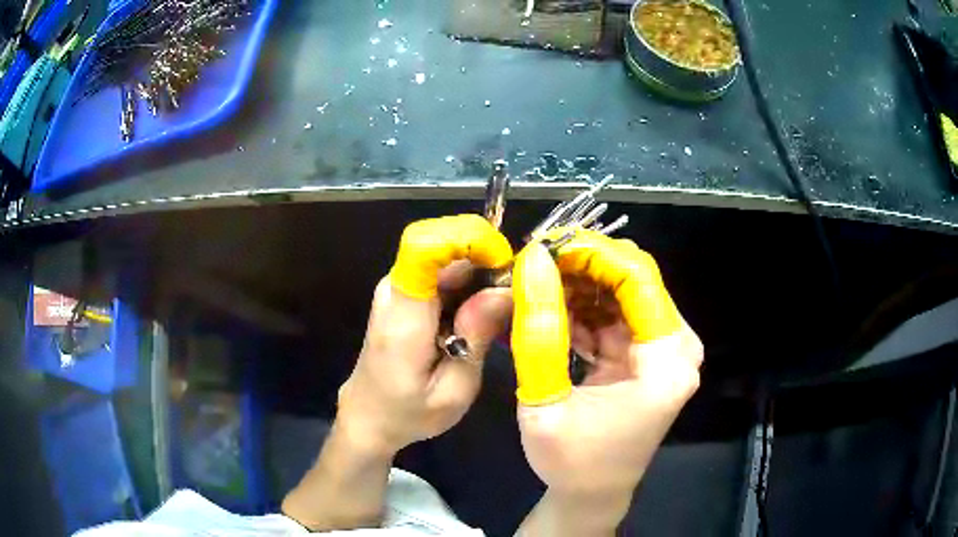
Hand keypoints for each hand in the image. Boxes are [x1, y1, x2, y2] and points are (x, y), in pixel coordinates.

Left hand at [336, 214, 514, 456]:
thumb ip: (476, 337)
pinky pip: (445, 273)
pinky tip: (482, 319)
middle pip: (446, 246)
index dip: (469, 240)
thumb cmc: (408, 412)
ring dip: (483, 276)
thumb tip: (506, 290)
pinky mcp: (407, 293)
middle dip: (489, 261)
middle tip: (517, 302)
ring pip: (450, 257)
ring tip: (502, 317)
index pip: (425, 245)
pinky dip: (471, 287)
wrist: (368, 415)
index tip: (506, 267)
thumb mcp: (453, 390)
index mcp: (404, 314)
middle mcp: (397, 288)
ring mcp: (399, 287)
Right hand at [512, 231, 702, 534]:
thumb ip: (538, 332)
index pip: (638, 279)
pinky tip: (551, 312)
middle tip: (533, 265)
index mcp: (666, 363)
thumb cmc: (571, 461)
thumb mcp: (544, 402)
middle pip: (634, 280)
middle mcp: (677, 348)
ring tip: (535, 286)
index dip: (591, 253)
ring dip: (579, 284)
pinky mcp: (647, 354)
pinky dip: (584, 308)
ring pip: (622, 292)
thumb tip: (533, 263)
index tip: (544, 247)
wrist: (592, 493)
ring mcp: (664, 350)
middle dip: (582, 265)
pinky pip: (616, 314)